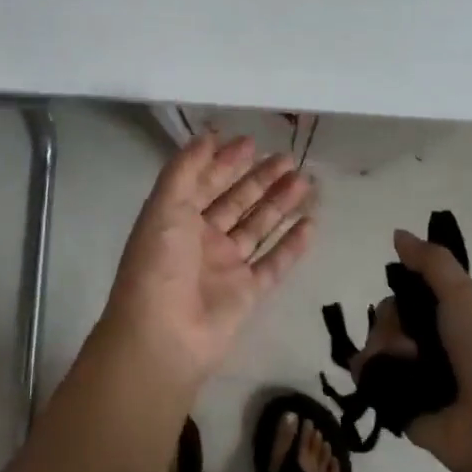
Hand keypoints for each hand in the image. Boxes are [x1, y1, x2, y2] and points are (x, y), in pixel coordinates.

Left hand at [102, 134, 315, 389]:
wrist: (163, 337)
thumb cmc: (160, 263)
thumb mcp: (165, 205)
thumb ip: (186, 168)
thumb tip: (208, 134)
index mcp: (177, 217)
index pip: (206, 181)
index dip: (227, 161)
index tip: (252, 141)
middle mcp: (202, 239)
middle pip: (237, 201)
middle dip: (261, 179)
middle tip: (289, 158)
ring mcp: (226, 267)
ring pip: (258, 227)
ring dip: (280, 204)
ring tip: (306, 181)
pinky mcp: (247, 294)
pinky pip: (274, 264)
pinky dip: (292, 245)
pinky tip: (311, 224)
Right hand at [350, 230, 471, 471]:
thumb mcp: (466, 297)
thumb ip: (432, 263)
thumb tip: (398, 234)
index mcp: (453, 317)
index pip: (409, 293)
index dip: (400, 290)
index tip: (404, 294)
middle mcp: (435, 346)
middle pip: (389, 319)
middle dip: (389, 322)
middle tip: (409, 341)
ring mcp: (419, 380)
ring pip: (377, 348)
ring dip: (381, 348)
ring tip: (401, 365)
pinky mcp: (404, 411)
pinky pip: (372, 384)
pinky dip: (368, 375)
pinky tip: (375, 375)